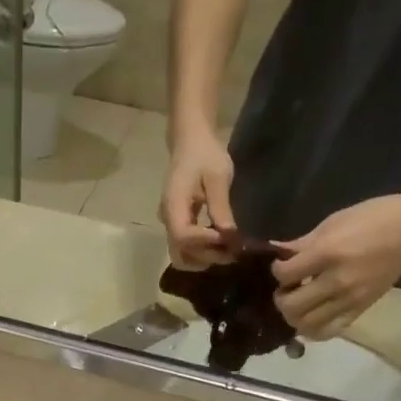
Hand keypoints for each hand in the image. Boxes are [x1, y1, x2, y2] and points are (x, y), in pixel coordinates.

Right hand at [159, 125, 236, 269]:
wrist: (191, 142)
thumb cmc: (205, 154)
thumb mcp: (217, 176)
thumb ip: (221, 207)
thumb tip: (229, 236)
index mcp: (173, 205)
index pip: (183, 235)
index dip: (205, 242)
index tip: (227, 238)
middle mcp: (168, 220)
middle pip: (181, 253)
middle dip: (206, 256)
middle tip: (232, 251)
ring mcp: (171, 225)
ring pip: (182, 256)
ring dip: (204, 259)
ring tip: (227, 250)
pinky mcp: (179, 226)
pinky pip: (186, 249)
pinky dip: (202, 253)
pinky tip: (220, 245)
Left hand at [271, 192, 400, 337]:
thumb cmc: (373, 217)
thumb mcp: (334, 222)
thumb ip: (303, 243)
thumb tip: (277, 253)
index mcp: (328, 253)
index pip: (286, 275)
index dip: (277, 271)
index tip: (282, 267)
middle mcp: (337, 281)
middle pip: (292, 306)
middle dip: (281, 299)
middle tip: (286, 289)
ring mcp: (349, 299)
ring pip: (306, 324)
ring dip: (294, 317)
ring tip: (298, 304)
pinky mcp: (360, 310)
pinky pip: (328, 331)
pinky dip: (313, 330)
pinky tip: (311, 318)